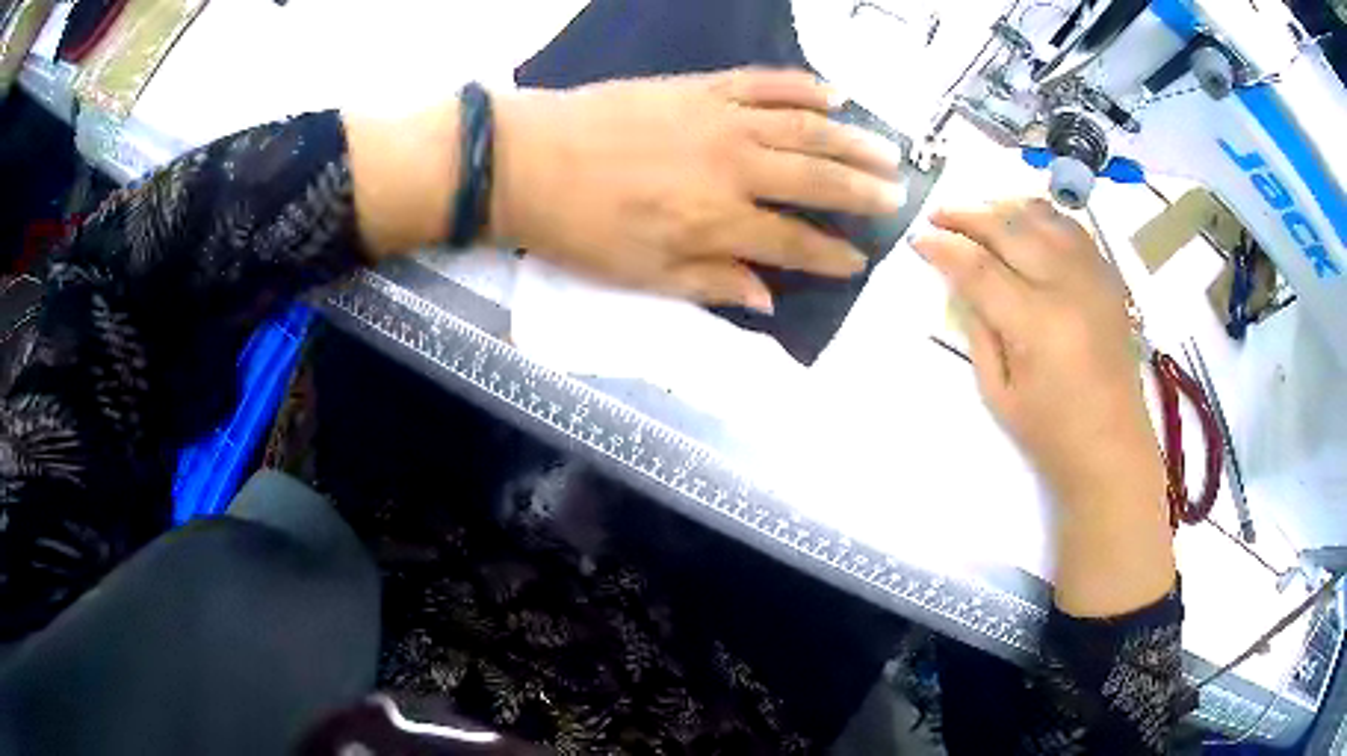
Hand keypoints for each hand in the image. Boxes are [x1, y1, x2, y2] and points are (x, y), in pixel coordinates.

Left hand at [489, 69, 905, 311]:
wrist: (529, 160)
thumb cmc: (581, 227)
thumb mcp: (642, 276)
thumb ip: (712, 284)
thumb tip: (769, 300)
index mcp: (718, 222)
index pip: (795, 243)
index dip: (832, 255)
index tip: (859, 260)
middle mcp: (734, 168)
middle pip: (816, 180)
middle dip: (863, 192)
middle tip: (897, 199)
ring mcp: (721, 120)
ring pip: (805, 128)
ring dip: (852, 140)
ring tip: (887, 152)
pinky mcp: (701, 87)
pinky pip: (764, 83)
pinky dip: (803, 87)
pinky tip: (835, 95)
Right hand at [912, 199, 1173, 616]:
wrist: (1114, 449)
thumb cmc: (1051, 434)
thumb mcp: (998, 392)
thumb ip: (978, 328)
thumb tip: (958, 281)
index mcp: (1037, 324)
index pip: (980, 268)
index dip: (944, 248)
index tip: (919, 239)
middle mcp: (1068, 288)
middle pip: (1011, 228)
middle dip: (968, 215)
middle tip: (939, 214)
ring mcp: (1094, 278)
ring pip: (1044, 217)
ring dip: (1005, 207)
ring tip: (979, 212)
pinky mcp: (1110, 280)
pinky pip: (1074, 229)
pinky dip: (1044, 216)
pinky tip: (1025, 221)